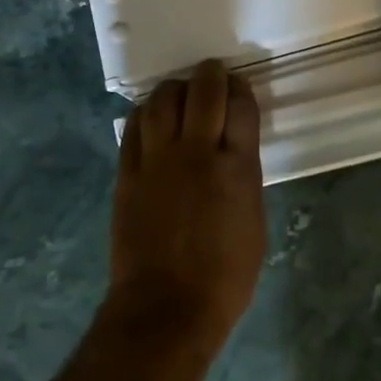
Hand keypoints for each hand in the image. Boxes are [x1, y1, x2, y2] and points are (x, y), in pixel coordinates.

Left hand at [106, 60, 266, 349]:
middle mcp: (197, 153)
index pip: (241, 106)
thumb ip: (244, 179)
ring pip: (162, 101)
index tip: (239, 87)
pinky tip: (150, 115)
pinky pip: (133, 128)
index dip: (241, 89)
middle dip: (210, 75)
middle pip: (202, 92)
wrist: (167, 306)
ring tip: (180, 92)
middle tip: (212, 73)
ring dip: (174, 89)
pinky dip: (144, 113)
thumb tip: (233, 155)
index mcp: (236, 167)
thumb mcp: (253, 223)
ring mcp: (157, 161)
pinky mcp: (127, 174)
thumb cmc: (224, 276)